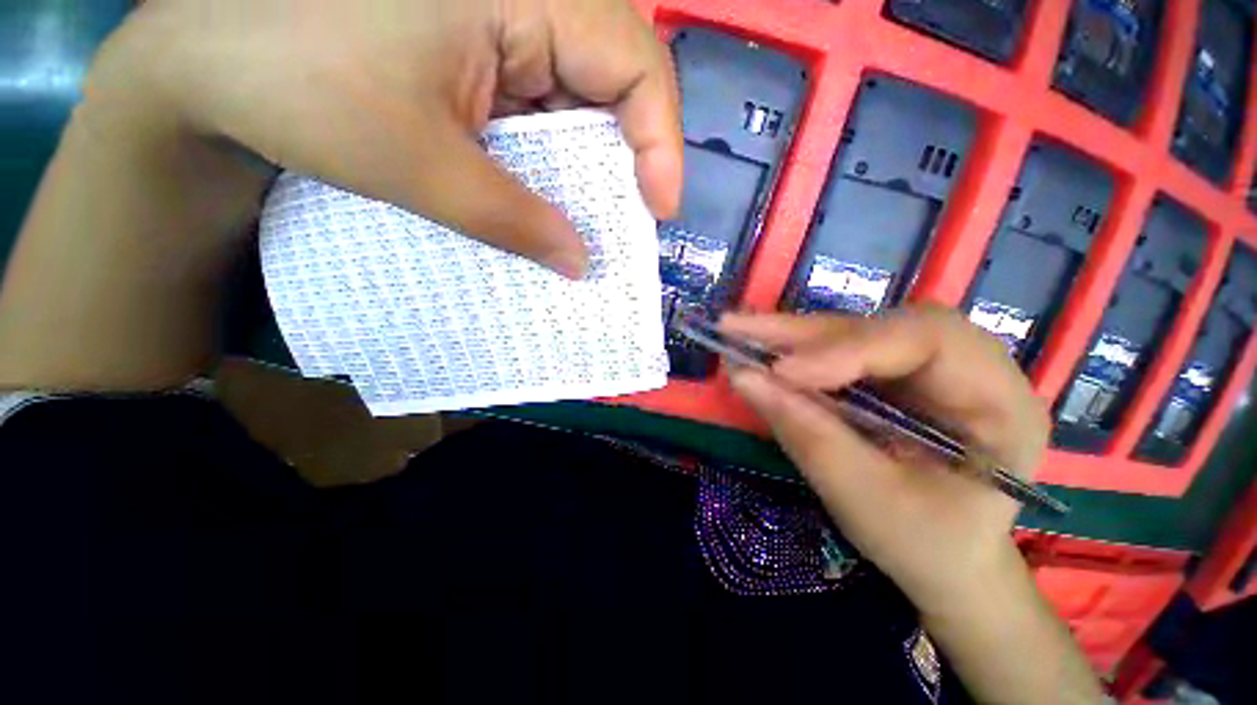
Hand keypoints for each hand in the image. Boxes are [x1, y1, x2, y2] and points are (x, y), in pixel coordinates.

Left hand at [89, 0, 681, 276]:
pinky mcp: (485, 43)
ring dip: (596, 161)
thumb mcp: (419, 162)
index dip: (660, 140)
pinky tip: (551, 192)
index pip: (634, 59)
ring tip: (596, 217)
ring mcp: (506, 13)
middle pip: (620, 73)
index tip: (659, 209)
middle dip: (633, 154)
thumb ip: (513, 220)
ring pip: (586, 92)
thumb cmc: (295, 83)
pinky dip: (560, 154)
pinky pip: (549, 100)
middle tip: (632, 219)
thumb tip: (580, 263)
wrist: (207, 58)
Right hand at [722, 307, 1050, 613]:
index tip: (783, 372)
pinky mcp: (893, 375)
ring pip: (855, 332)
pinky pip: (839, 349)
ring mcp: (928, 368)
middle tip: (738, 329)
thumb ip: (806, 433)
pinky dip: (794, 350)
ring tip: (737, 331)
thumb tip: (742, 377)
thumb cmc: (925, 546)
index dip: (848, 349)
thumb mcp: (865, 500)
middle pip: (883, 327)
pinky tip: (761, 347)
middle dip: (806, 333)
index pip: (928, 341)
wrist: (947, 561)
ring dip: (791, 336)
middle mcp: (970, 368)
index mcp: (999, 403)